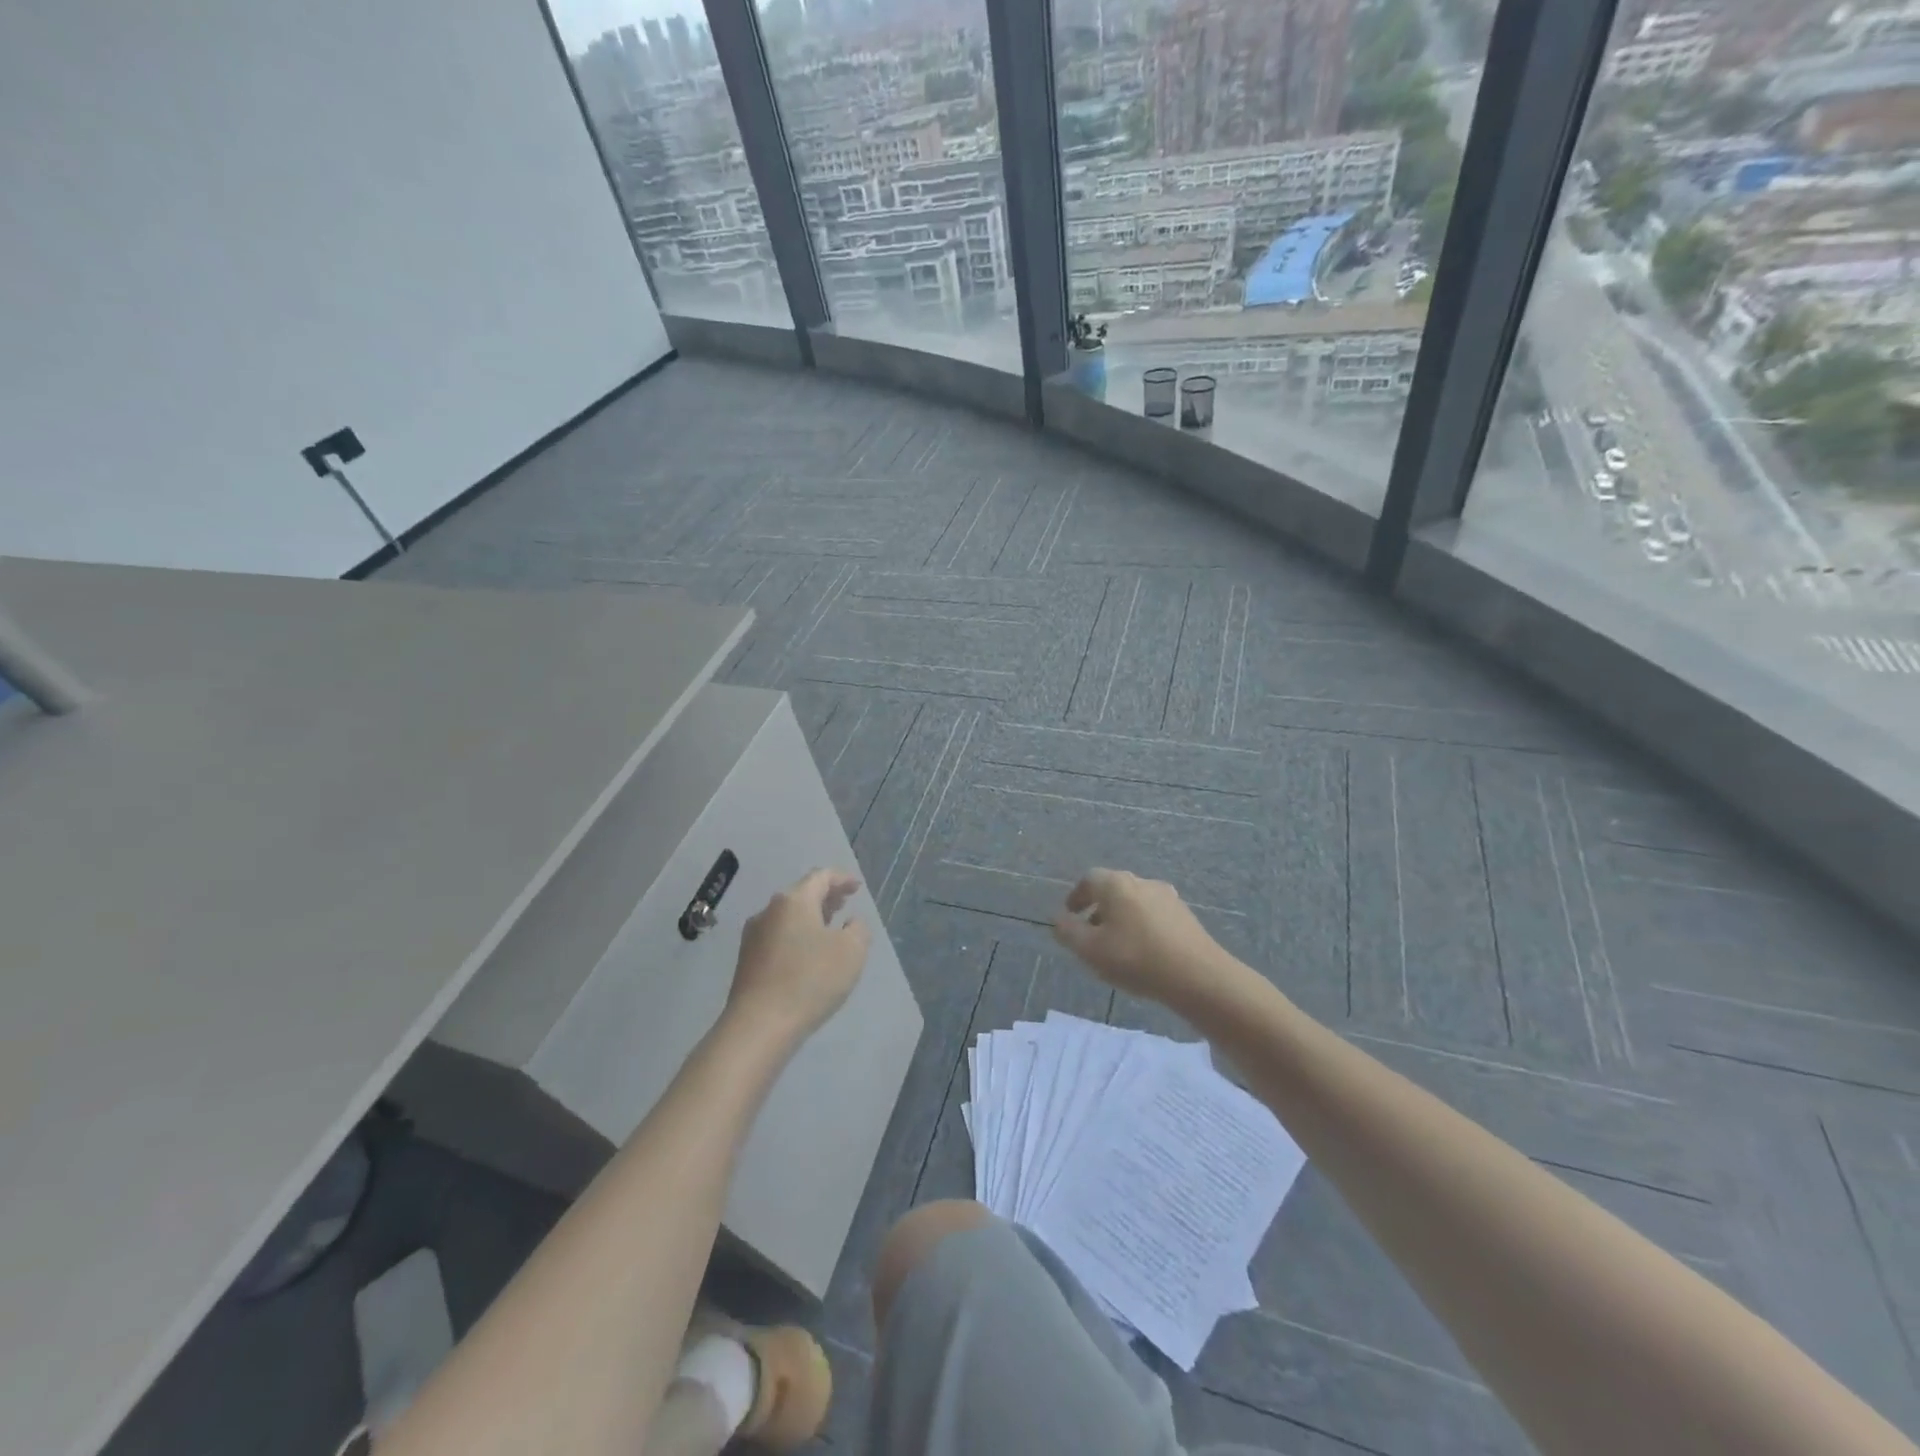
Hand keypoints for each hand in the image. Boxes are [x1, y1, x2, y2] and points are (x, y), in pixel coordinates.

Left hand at [726, 869, 871, 1046]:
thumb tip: (849, 923)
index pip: (820, 876)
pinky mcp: (747, 961)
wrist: (759, 1025)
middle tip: (844, 903)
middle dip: (825, 896)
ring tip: (828, 927)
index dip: (842, 879)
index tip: (857, 887)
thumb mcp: (851, 952)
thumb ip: (858, 930)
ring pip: (787, 916)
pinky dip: (796, 935)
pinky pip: (778, 936)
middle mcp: (769, 911)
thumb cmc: (810, 980)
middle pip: (801, 894)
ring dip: (810, 917)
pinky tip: (807, 953)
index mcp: (794, 901)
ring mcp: (753, 936)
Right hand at [1052, 868, 1232, 1005]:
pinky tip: (1143, 951)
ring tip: (1116, 945)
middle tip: (1090, 932)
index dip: (1076, 896)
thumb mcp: (1090, 950)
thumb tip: (1058, 919)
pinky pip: (1153, 914)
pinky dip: (1141, 926)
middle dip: (1098, 908)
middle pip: (1113, 888)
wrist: (1198, 976)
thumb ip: (1069, 932)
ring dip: (1121, 918)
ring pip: (1134, 902)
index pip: (1089, 879)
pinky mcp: (1185, 916)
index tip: (1070, 915)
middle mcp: (1142, 882)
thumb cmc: (1136, 958)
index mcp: (1116, 884)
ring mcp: (1167, 897)